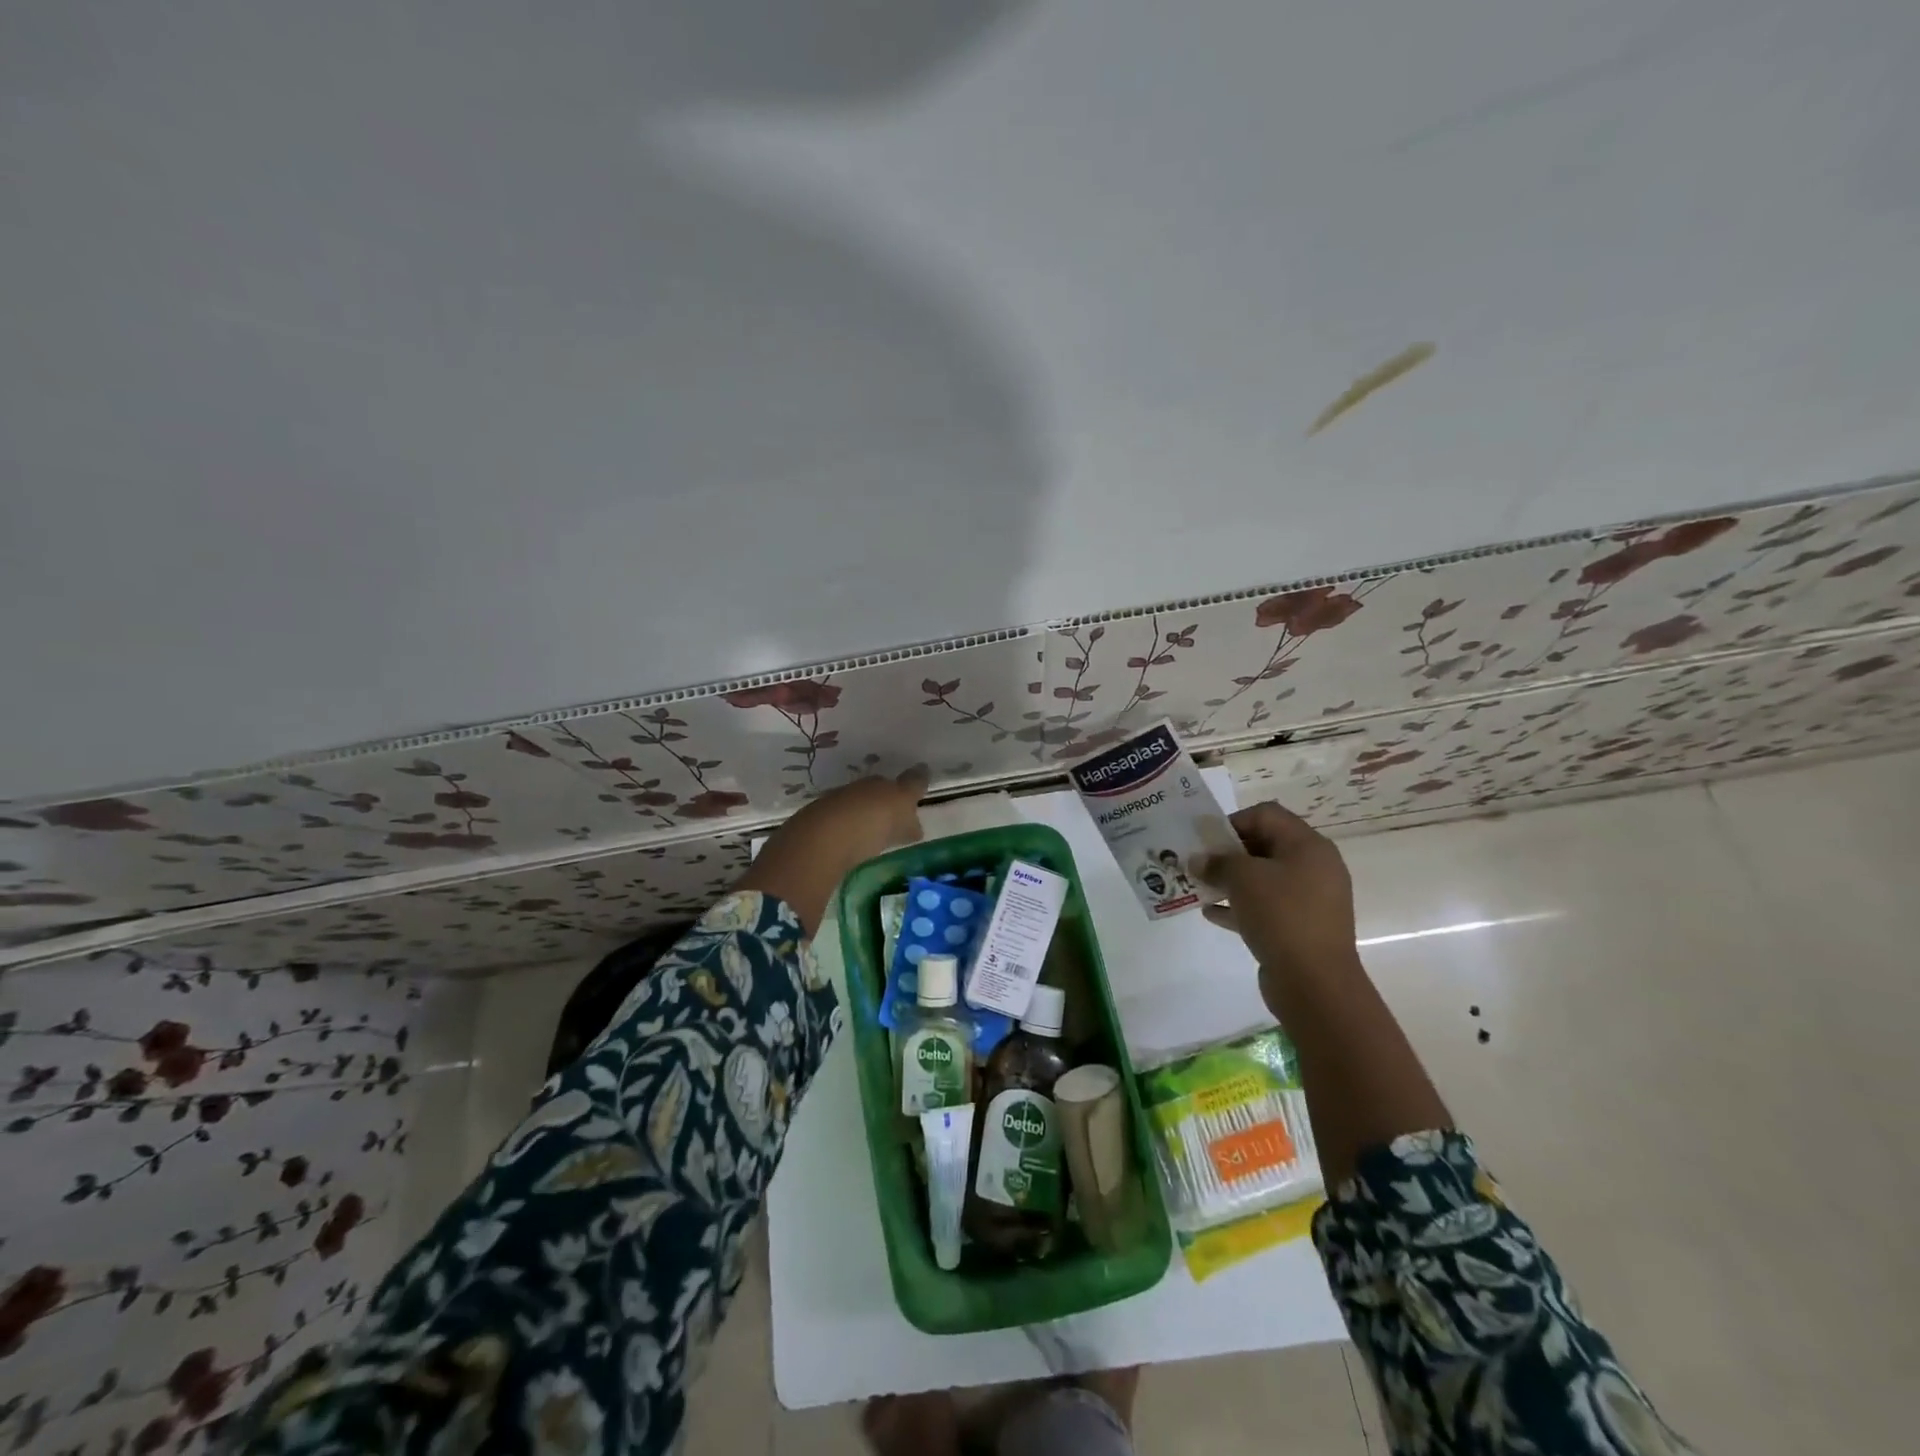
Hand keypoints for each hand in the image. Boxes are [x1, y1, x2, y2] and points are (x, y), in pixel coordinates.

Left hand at [736, 768, 928, 933]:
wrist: (820, 841)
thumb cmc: (870, 821)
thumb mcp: (900, 808)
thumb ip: (912, 795)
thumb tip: (922, 784)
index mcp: (878, 783)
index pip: (899, 783)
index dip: (909, 791)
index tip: (916, 801)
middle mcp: (854, 790)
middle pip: (874, 795)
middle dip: (884, 805)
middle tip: (895, 822)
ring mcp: (831, 808)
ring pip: (854, 810)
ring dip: (863, 820)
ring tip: (874, 839)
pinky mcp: (813, 830)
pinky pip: (838, 829)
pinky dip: (847, 835)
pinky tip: (851, 848)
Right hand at [1194, 801, 1358, 991]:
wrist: (1315, 983)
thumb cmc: (1281, 916)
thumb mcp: (1242, 879)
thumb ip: (1217, 862)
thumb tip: (1199, 860)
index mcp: (1308, 846)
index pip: (1266, 815)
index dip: (1233, 822)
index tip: (1206, 841)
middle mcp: (1314, 868)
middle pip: (1264, 846)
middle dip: (1228, 853)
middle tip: (1198, 864)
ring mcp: (1310, 900)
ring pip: (1263, 879)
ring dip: (1230, 881)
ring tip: (1200, 887)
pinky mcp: (1301, 928)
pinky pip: (1266, 908)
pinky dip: (1240, 906)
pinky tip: (1211, 913)